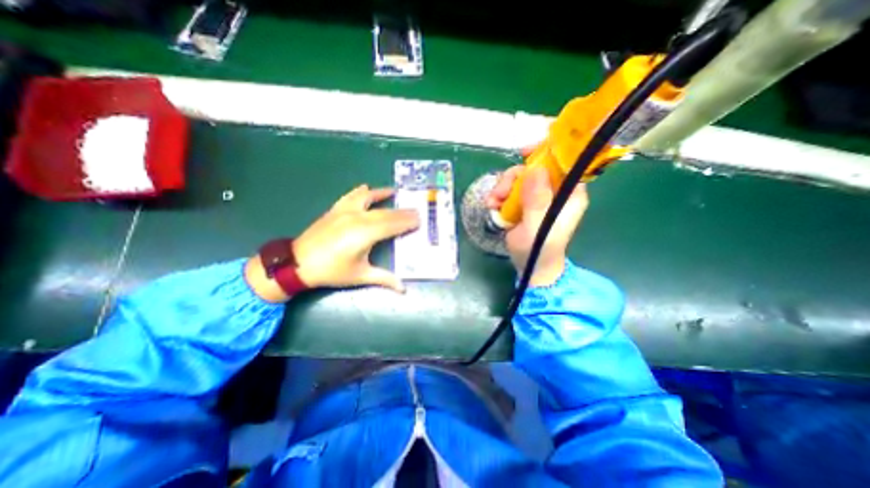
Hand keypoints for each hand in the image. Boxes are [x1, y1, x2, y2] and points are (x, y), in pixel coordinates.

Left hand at [294, 185, 419, 292]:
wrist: (297, 264)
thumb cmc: (332, 271)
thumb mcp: (360, 276)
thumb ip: (384, 279)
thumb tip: (404, 289)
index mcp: (365, 235)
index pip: (392, 225)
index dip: (407, 222)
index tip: (420, 219)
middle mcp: (357, 219)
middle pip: (385, 213)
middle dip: (402, 212)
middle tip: (416, 210)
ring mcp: (345, 211)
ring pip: (370, 201)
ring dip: (384, 196)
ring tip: (396, 192)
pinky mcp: (335, 210)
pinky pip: (351, 196)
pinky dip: (361, 191)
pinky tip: (367, 187)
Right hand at [487, 164, 587, 284]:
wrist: (530, 265)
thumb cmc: (539, 250)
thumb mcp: (538, 227)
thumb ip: (537, 201)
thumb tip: (535, 170)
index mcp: (569, 193)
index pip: (564, 162)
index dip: (546, 151)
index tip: (525, 153)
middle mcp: (555, 190)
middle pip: (534, 168)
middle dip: (513, 177)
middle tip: (499, 193)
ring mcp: (538, 196)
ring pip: (518, 178)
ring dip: (502, 188)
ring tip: (493, 204)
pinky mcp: (523, 202)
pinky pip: (509, 190)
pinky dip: (499, 196)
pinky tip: (493, 206)